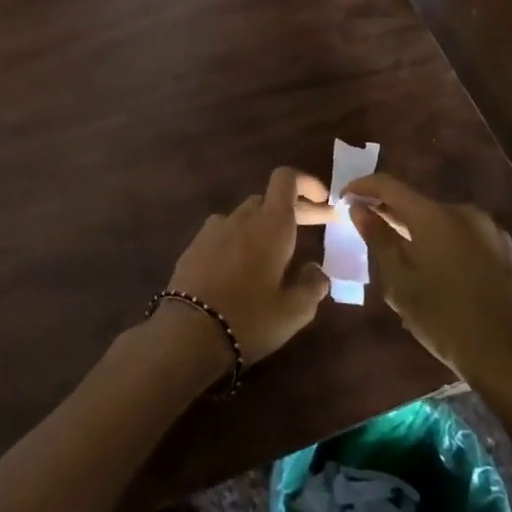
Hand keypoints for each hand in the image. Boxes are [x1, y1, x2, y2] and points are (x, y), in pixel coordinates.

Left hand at [164, 167, 334, 364]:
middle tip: (313, 230)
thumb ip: (312, 286)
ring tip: (276, 254)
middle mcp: (241, 217)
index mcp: (270, 225)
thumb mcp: (294, 312)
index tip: (323, 201)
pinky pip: (224, 233)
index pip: (286, 179)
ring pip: (245, 216)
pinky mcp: (194, 245)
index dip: (306, 183)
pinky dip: (239, 240)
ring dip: (264, 226)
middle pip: (268, 200)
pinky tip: (242, 267)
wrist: (188, 331)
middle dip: (293, 211)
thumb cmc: (250, 319)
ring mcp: (213, 229)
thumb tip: (316, 270)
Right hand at [344, 174, 511, 401]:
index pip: (389, 185)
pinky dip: (438, 240)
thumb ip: (378, 239)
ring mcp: (488, 230)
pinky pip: (459, 234)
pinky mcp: (503, 249)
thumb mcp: (401, 283)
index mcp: (435, 216)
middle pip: (415, 201)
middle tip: (365, 228)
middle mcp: (463, 212)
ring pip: (438, 219)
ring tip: (396, 251)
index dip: (362, 186)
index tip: (343, 198)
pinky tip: (430, 266)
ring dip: (414, 228)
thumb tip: (358, 209)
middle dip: (388, 211)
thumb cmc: (447, 321)